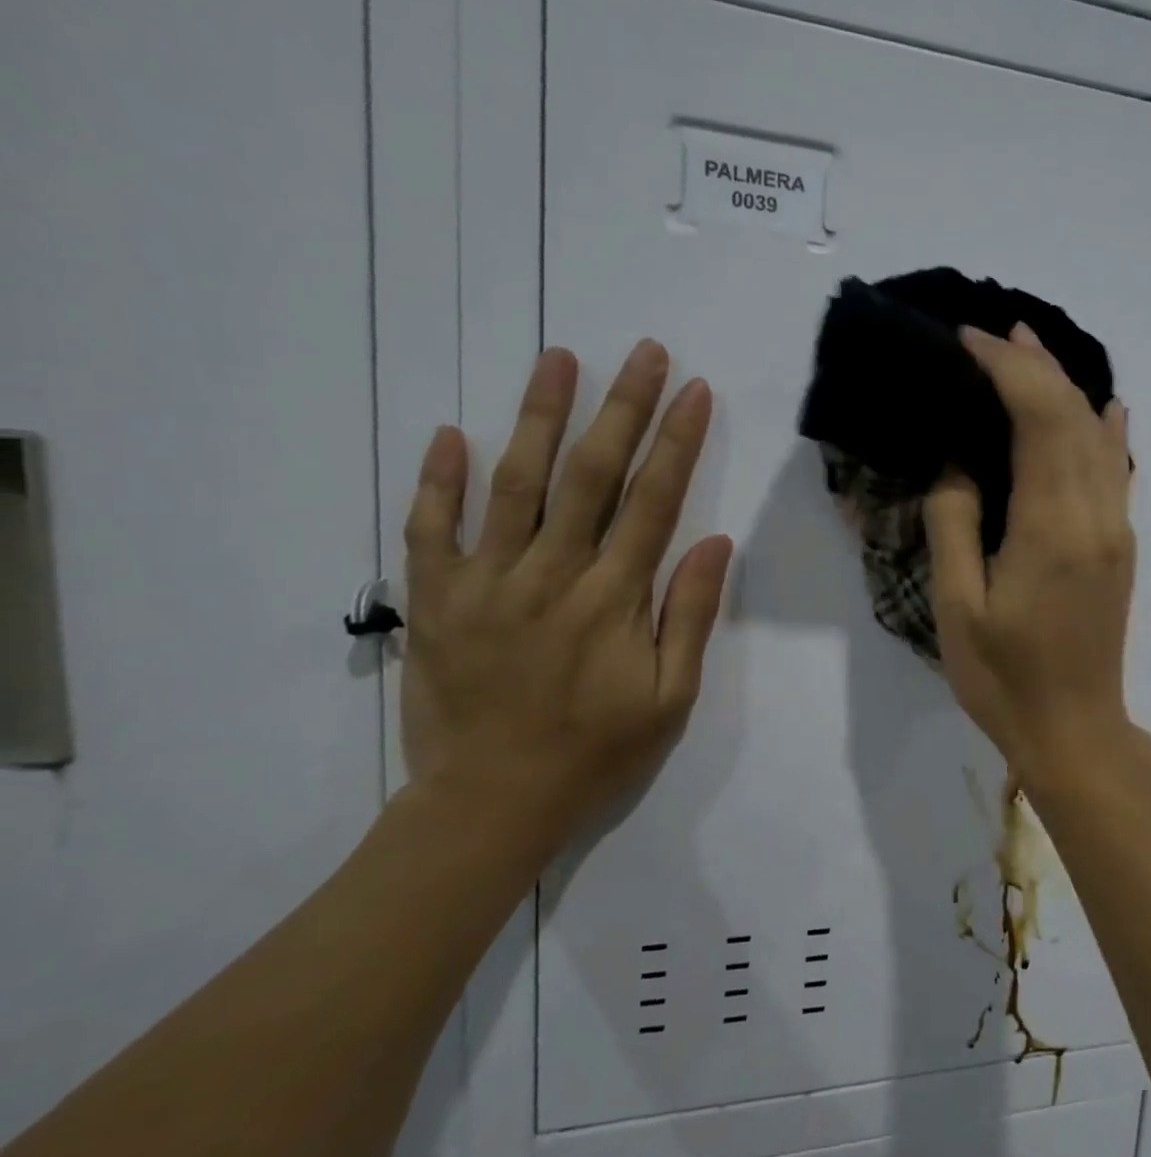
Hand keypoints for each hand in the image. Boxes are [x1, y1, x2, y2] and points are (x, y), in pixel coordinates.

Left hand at [400, 341, 732, 847]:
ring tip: (559, 360)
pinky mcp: (437, 600)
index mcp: (612, 599)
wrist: (491, 804)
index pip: (653, 501)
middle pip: (591, 475)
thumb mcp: (670, 698)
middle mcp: (551, 575)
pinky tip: (449, 433)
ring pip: (514, 484)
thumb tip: (714, 541)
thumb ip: (689, 615)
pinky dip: (436, 481)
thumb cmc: (596, 752)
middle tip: (642, 351)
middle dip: (622, 408)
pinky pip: (429, 530)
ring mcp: (486, 583)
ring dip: (538, 416)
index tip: (694, 390)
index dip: (677, 442)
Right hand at [924, 323, 1136, 785]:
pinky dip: (1106, 429)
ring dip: (1066, 388)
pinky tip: (1105, 408)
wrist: (1074, 730)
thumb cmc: (1004, 677)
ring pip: (1099, 436)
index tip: (968, 343)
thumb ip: (955, 524)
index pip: (1039, 419)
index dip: (1007, 370)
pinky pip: (1117, 469)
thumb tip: (959, 462)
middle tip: (994, 333)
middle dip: (1035, 366)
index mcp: (1052, 527)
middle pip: (1075, 415)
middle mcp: (1096, 515)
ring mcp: (1116, 528)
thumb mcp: (959, 607)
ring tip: (1031, 352)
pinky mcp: (1119, 544)